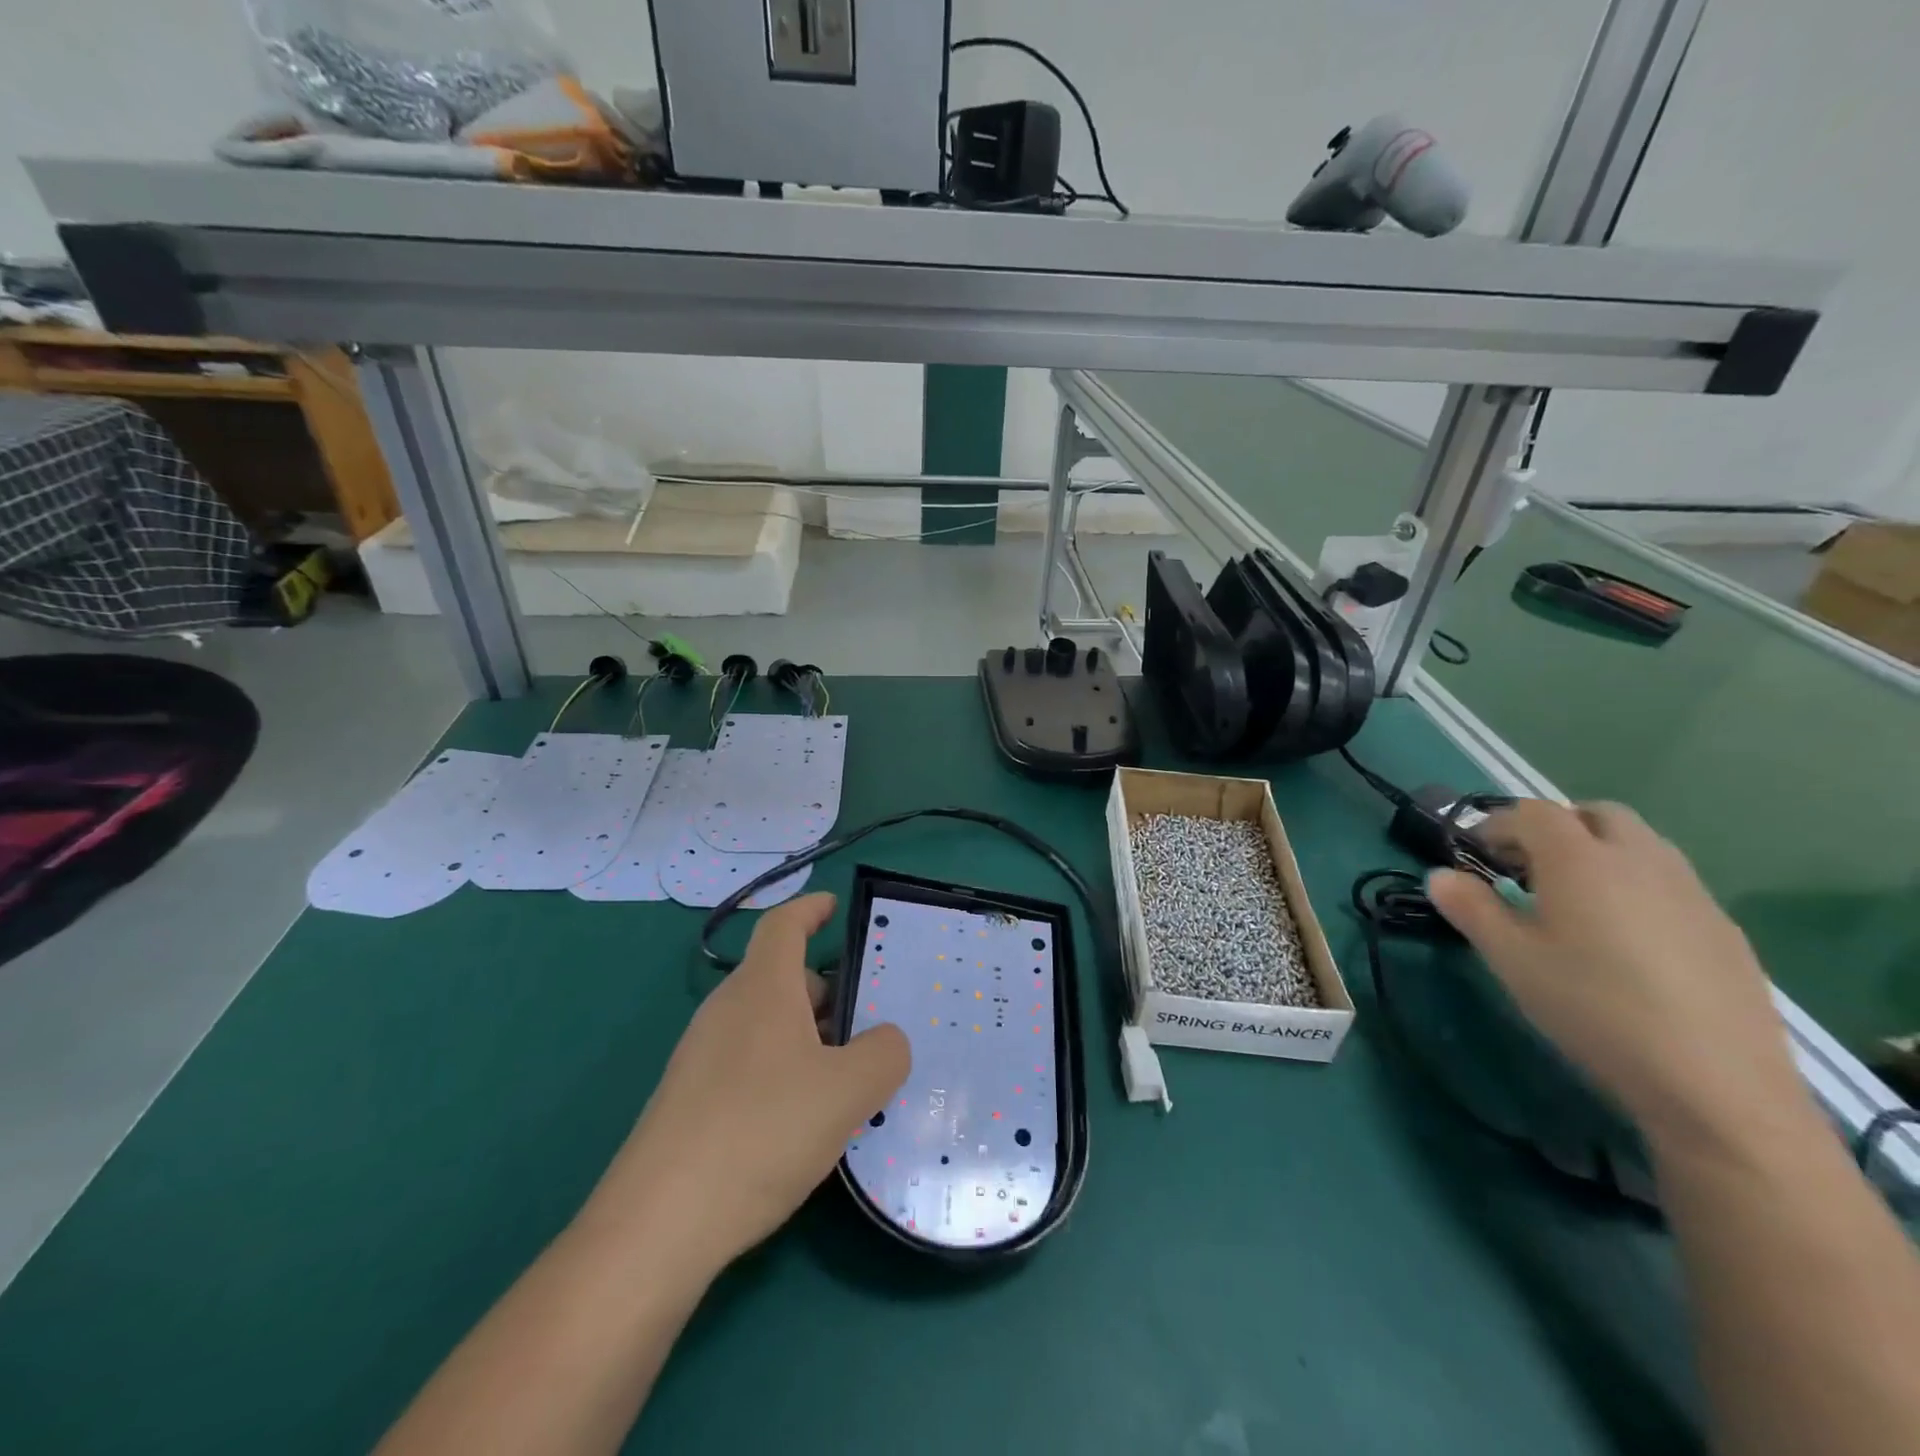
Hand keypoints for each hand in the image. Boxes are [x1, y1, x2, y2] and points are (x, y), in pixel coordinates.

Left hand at [582, 893, 910, 1270]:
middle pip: (782, 979)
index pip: (783, 925)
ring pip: (768, 1025)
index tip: (834, 906)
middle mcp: (727, 1011)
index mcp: (762, 989)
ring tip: (848, 1080)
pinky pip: (749, 1064)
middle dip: (827, 993)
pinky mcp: (690, 1102)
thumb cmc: (761, 1131)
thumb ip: (884, 1053)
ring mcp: (702, 1057)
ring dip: (809, 1038)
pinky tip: (805, 1123)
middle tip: (870, 1025)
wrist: (658, 1225)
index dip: (810, 908)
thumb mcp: (848, 1091)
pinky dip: (784, 1073)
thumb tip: (886, 1041)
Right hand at [1425, 800, 1802, 1150]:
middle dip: (1554, 828)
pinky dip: (1634, 886)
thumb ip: (1470, 908)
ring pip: (1639, 845)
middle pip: (1594, 814)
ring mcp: (1691, 892)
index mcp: (1580, 859)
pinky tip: (1623, 941)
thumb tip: (1440, 875)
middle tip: (1524, 869)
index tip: (1474, 856)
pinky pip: (1669, 882)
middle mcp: (1639, 859)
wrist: (1715, 1083)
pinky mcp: (1723, 929)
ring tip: (1571, 902)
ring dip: (1598, 853)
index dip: (1496, 825)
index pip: (1532, 812)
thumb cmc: (1592, 1007)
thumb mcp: (1510, 959)